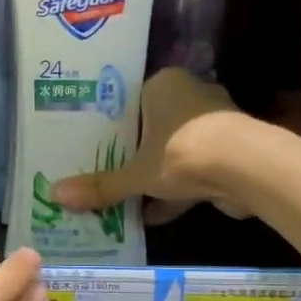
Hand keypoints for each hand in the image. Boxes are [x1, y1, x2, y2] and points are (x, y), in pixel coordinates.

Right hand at [54, 68, 248, 222]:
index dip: (112, 124)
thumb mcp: (134, 174)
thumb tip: (56, 195)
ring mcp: (213, 123)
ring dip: (155, 175)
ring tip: (126, 198)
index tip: (93, 146)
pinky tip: (153, 215)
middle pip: (152, 126)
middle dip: (134, 153)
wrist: (245, 168)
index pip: (130, 100)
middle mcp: (190, 95)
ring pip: (174, 150)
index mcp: (164, 84)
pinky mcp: (229, 151)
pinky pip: (193, 170)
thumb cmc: (181, 152)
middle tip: (105, 172)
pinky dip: (177, 191)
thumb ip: (101, 186)